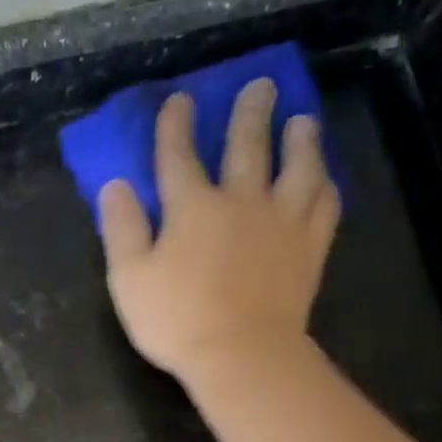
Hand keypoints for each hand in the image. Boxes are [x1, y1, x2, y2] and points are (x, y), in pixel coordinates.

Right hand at [99, 79, 339, 387]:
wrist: (242, 356)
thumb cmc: (177, 321)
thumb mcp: (129, 279)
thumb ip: (122, 229)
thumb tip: (116, 185)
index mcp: (192, 207)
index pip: (178, 155)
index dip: (176, 124)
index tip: (181, 100)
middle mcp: (240, 202)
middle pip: (247, 145)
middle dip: (251, 112)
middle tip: (262, 85)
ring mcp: (281, 223)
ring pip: (298, 168)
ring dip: (301, 139)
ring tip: (304, 120)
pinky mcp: (308, 250)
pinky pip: (324, 209)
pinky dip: (325, 189)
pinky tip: (325, 180)